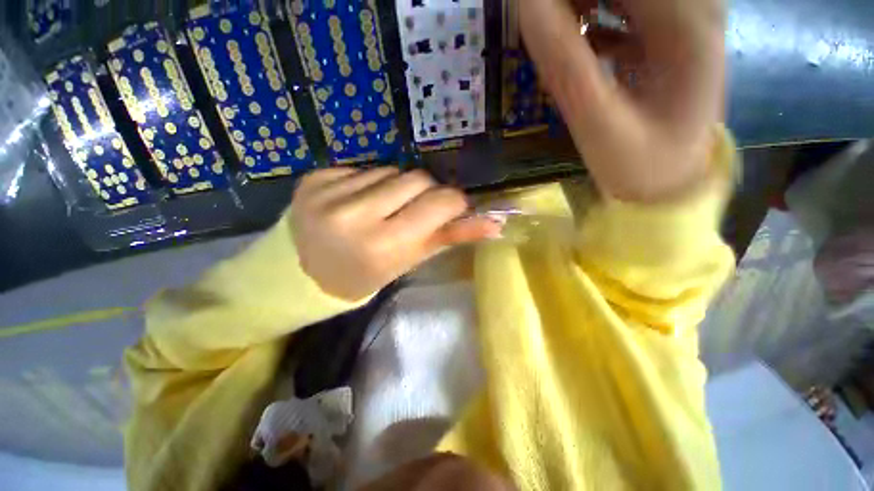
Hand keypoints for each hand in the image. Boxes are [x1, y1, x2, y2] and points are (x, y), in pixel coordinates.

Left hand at [290, 167, 502, 300]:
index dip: (454, 202)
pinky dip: (371, 183)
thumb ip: (448, 238)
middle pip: (417, 178)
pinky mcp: (315, 177)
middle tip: (415, 212)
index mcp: (382, 245)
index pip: (438, 204)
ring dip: (397, 188)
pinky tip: (359, 202)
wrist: (301, 273)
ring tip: (382, 209)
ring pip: (391, 171)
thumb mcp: (407, 262)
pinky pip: (363, 168)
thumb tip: (494, 223)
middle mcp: (355, 214)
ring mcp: (330, 191)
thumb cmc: (363, 275)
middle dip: (426, 193)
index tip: (454, 207)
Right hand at [520, 0, 725, 201]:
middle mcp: (693, 7)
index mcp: (687, 21)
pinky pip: (626, 7)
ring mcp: (681, 21)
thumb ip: (564, 63)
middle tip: (545, 27)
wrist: (670, 185)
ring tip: (554, 33)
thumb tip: (527, 7)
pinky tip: (576, 44)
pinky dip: (593, 17)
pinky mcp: (668, 36)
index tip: (537, 14)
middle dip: (574, 2)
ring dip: (581, 4)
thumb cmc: (639, 165)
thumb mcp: (597, 122)